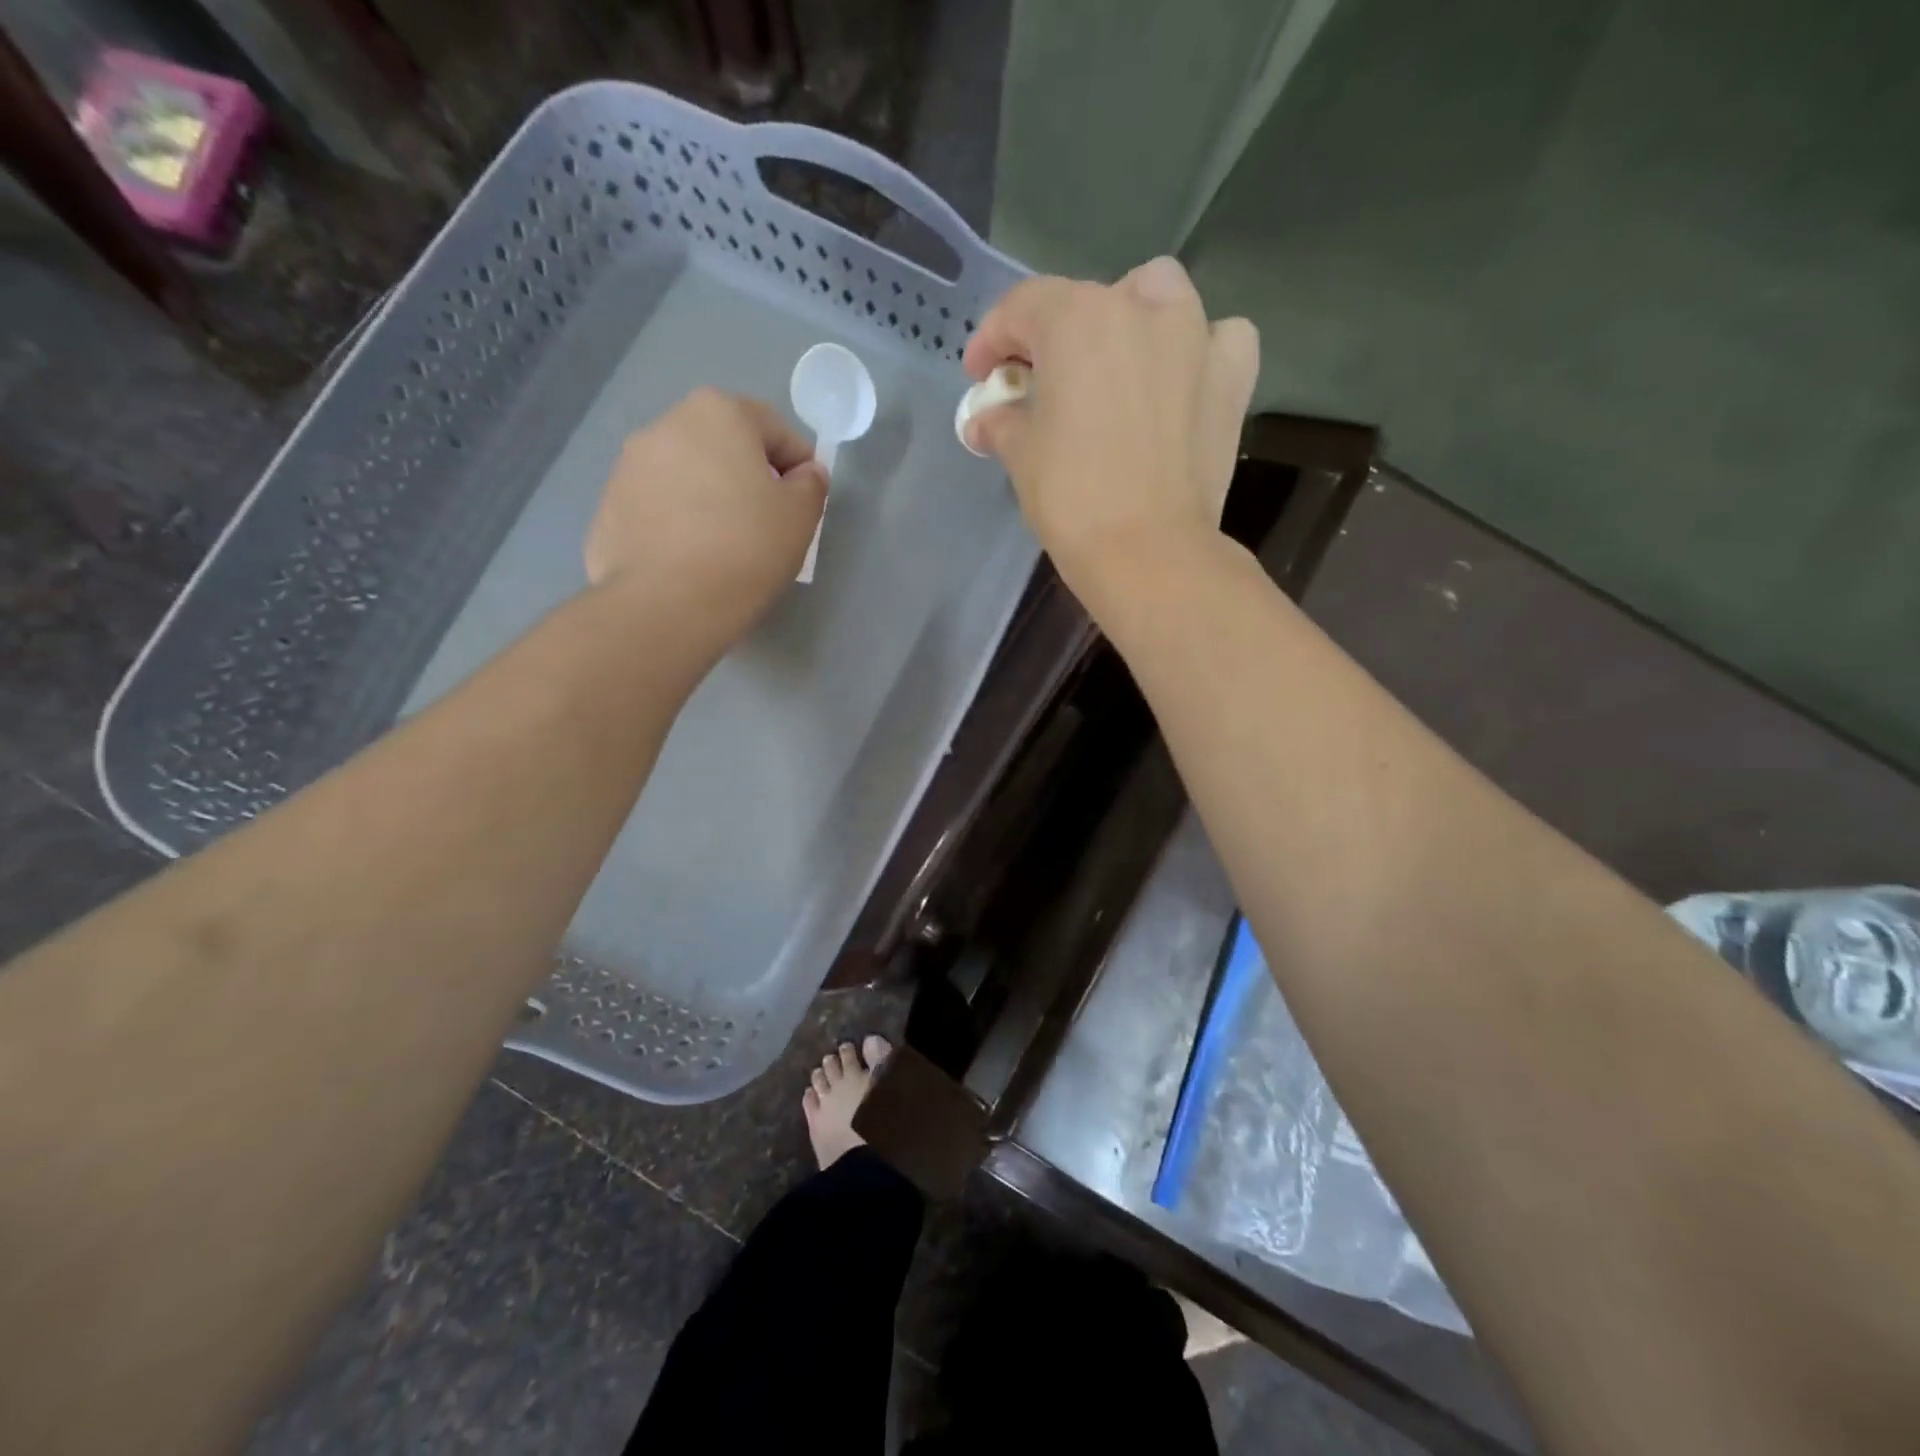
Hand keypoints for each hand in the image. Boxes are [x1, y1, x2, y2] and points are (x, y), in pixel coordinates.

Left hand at [585, 388, 826, 647]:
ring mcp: (627, 467)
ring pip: (686, 476)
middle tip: (766, 523)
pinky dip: (677, 525)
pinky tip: (692, 561)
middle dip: (748, 476)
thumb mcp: (801, 516)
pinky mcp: (607, 509)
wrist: (667, 604)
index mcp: (718, 413)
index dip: (799, 465)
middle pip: (723, 446)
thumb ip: (810, 485)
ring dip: (708, 498)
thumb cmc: (747, 548)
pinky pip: (657, 509)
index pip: (774, 429)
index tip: (805, 503)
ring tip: (725, 545)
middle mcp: (665, 425)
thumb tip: (804, 475)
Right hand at [961, 257, 1258, 603]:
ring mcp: (1195, 337)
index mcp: (1077, 318)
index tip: (981, 377)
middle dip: (1058, 336)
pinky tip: (1181, 380)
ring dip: (1132, 320)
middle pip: (1089, 301)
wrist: (1148, 551)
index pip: (1023, 308)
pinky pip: (1219, 339)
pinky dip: (1197, 351)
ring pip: (1160, 297)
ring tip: (1116, 366)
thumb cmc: (1072, 498)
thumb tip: (983, 420)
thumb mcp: (1020, 455)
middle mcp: (1140, 308)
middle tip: (1043, 384)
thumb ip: (1000, 422)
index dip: (992, 340)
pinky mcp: (1233, 377)